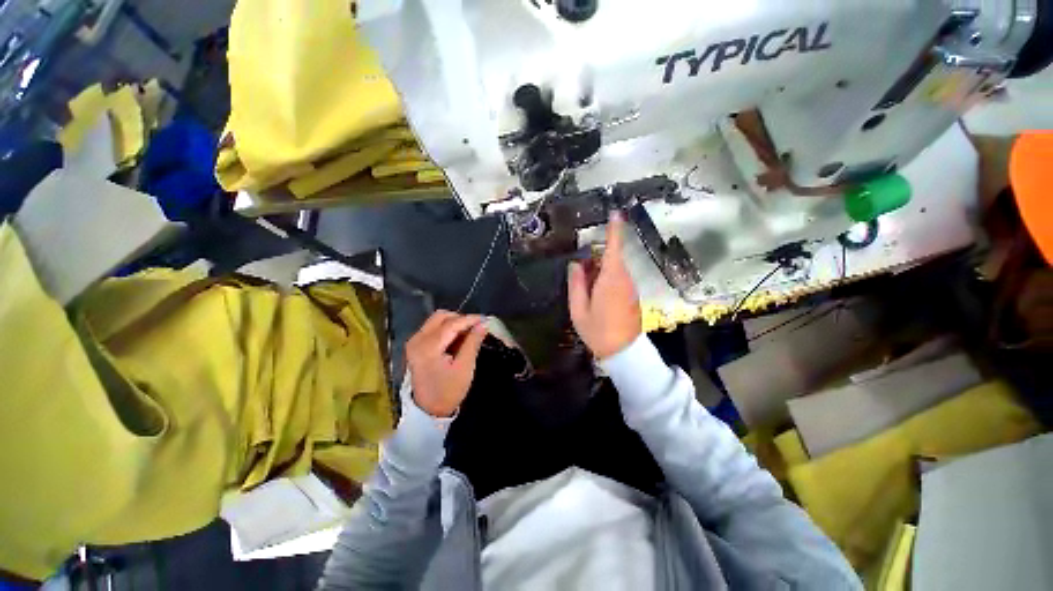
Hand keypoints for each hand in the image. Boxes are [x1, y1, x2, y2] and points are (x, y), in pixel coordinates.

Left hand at [407, 311, 487, 417]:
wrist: (428, 411)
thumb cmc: (448, 391)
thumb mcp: (465, 367)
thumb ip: (473, 342)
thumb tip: (484, 324)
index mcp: (428, 346)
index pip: (451, 323)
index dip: (470, 319)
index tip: (485, 319)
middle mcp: (417, 339)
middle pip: (441, 316)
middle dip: (460, 319)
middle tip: (476, 328)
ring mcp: (414, 342)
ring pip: (436, 321)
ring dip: (454, 323)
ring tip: (468, 335)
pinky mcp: (415, 346)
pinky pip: (432, 329)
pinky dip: (446, 330)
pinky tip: (457, 340)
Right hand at [568, 212, 641, 358]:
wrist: (623, 353)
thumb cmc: (598, 330)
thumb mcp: (578, 308)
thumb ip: (576, 283)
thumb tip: (575, 264)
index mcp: (611, 278)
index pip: (613, 247)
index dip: (614, 229)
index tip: (615, 213)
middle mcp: (624, 279)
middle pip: (611, 259)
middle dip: (595, 260)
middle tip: (580, 274)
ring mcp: (630, 288)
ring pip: (614, 270)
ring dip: (600, 273)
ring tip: (587, 292)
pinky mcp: (632, 296)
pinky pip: (618, 280)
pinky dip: (606, 282)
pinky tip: (597, 299)